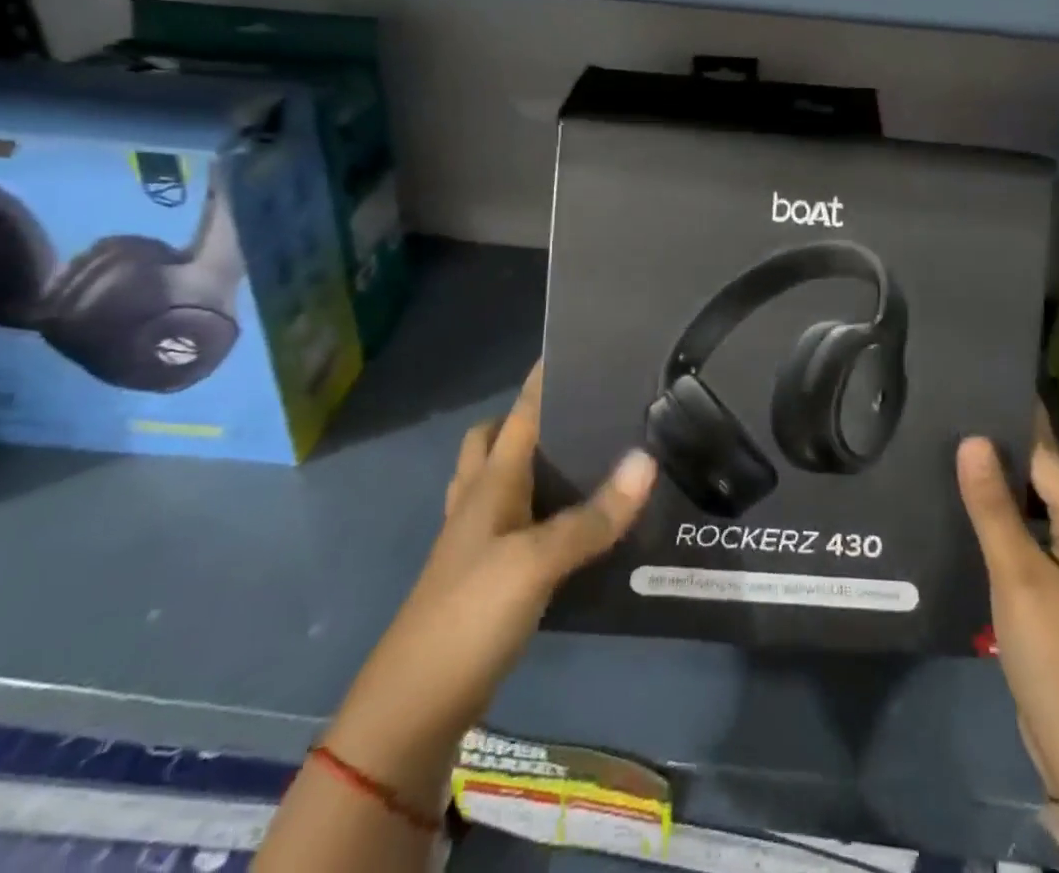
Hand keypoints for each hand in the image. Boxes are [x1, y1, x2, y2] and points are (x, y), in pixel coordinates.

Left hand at [327, 364, 657, 785]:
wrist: (412, 711)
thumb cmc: (469, 617)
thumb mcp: (535, 563)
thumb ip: (592, 516)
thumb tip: (646, 459)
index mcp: (488, 484)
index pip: (518, 415)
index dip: (541, 380)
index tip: (573, 347)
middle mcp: (477, 502)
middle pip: (493, 442)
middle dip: (526, 419)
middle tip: (580, 413)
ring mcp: (475, 543)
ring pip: (498, 482)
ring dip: (529, 463)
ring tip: (582, 458)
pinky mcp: (484, 578)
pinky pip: (511, 523)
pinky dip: (536, 510)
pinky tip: (569, 524)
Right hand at [957, 407, 1058, 800]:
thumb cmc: (1053, 650)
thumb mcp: (1016, 574)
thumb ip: (993, 505)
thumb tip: (973, 438)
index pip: (1053, 453)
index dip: (1023, 419)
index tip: (991, 382)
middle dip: (1038, 439)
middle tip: (984, 418)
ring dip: (1035, 472)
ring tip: (984, 454)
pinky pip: (1056, 523)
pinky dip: (1032, 504)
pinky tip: (996, 509)